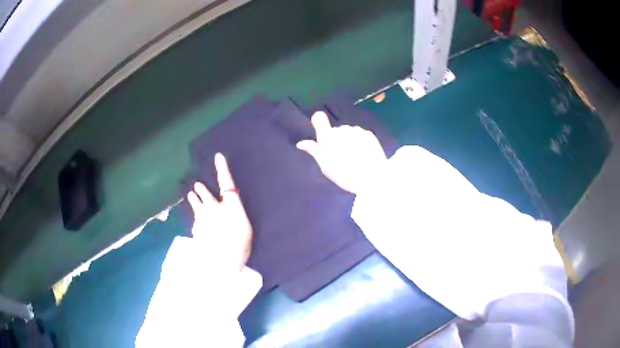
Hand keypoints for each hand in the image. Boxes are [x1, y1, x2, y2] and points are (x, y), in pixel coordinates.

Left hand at [187, 153, 251, 271]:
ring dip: (194, 199)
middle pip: (206, 194)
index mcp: (230, 205)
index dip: (222, 169)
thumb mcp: (245, 228)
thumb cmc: (240, 244)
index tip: (218, 156)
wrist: (222, 260)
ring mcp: (203, 217)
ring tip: (191, 194)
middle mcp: (214, 207)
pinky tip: (196, 224)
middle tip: (197, 185)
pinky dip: (196, 220)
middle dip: (202, 190)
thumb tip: (230, 212)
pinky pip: (195, 220)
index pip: (226, 182)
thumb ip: (236, 217)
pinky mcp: (196, 227)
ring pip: (196, 204)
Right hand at [296, 111, 386, 193]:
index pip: (319, 117)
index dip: (318, 122)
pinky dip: (360, 142)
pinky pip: (360, 135)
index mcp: (328, 137)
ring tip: (354, 158)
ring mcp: (356, 130)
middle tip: (340, 157)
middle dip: (336, 140)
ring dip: (348, 141)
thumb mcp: (326, 166)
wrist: (373, 178)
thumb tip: (301, 143)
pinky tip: (363, 156)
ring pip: (348, 133)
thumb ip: (314, 151)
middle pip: (335, 130)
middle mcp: (341, 129)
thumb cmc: (345, 175)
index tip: (322, 132)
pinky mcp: (368, 134)